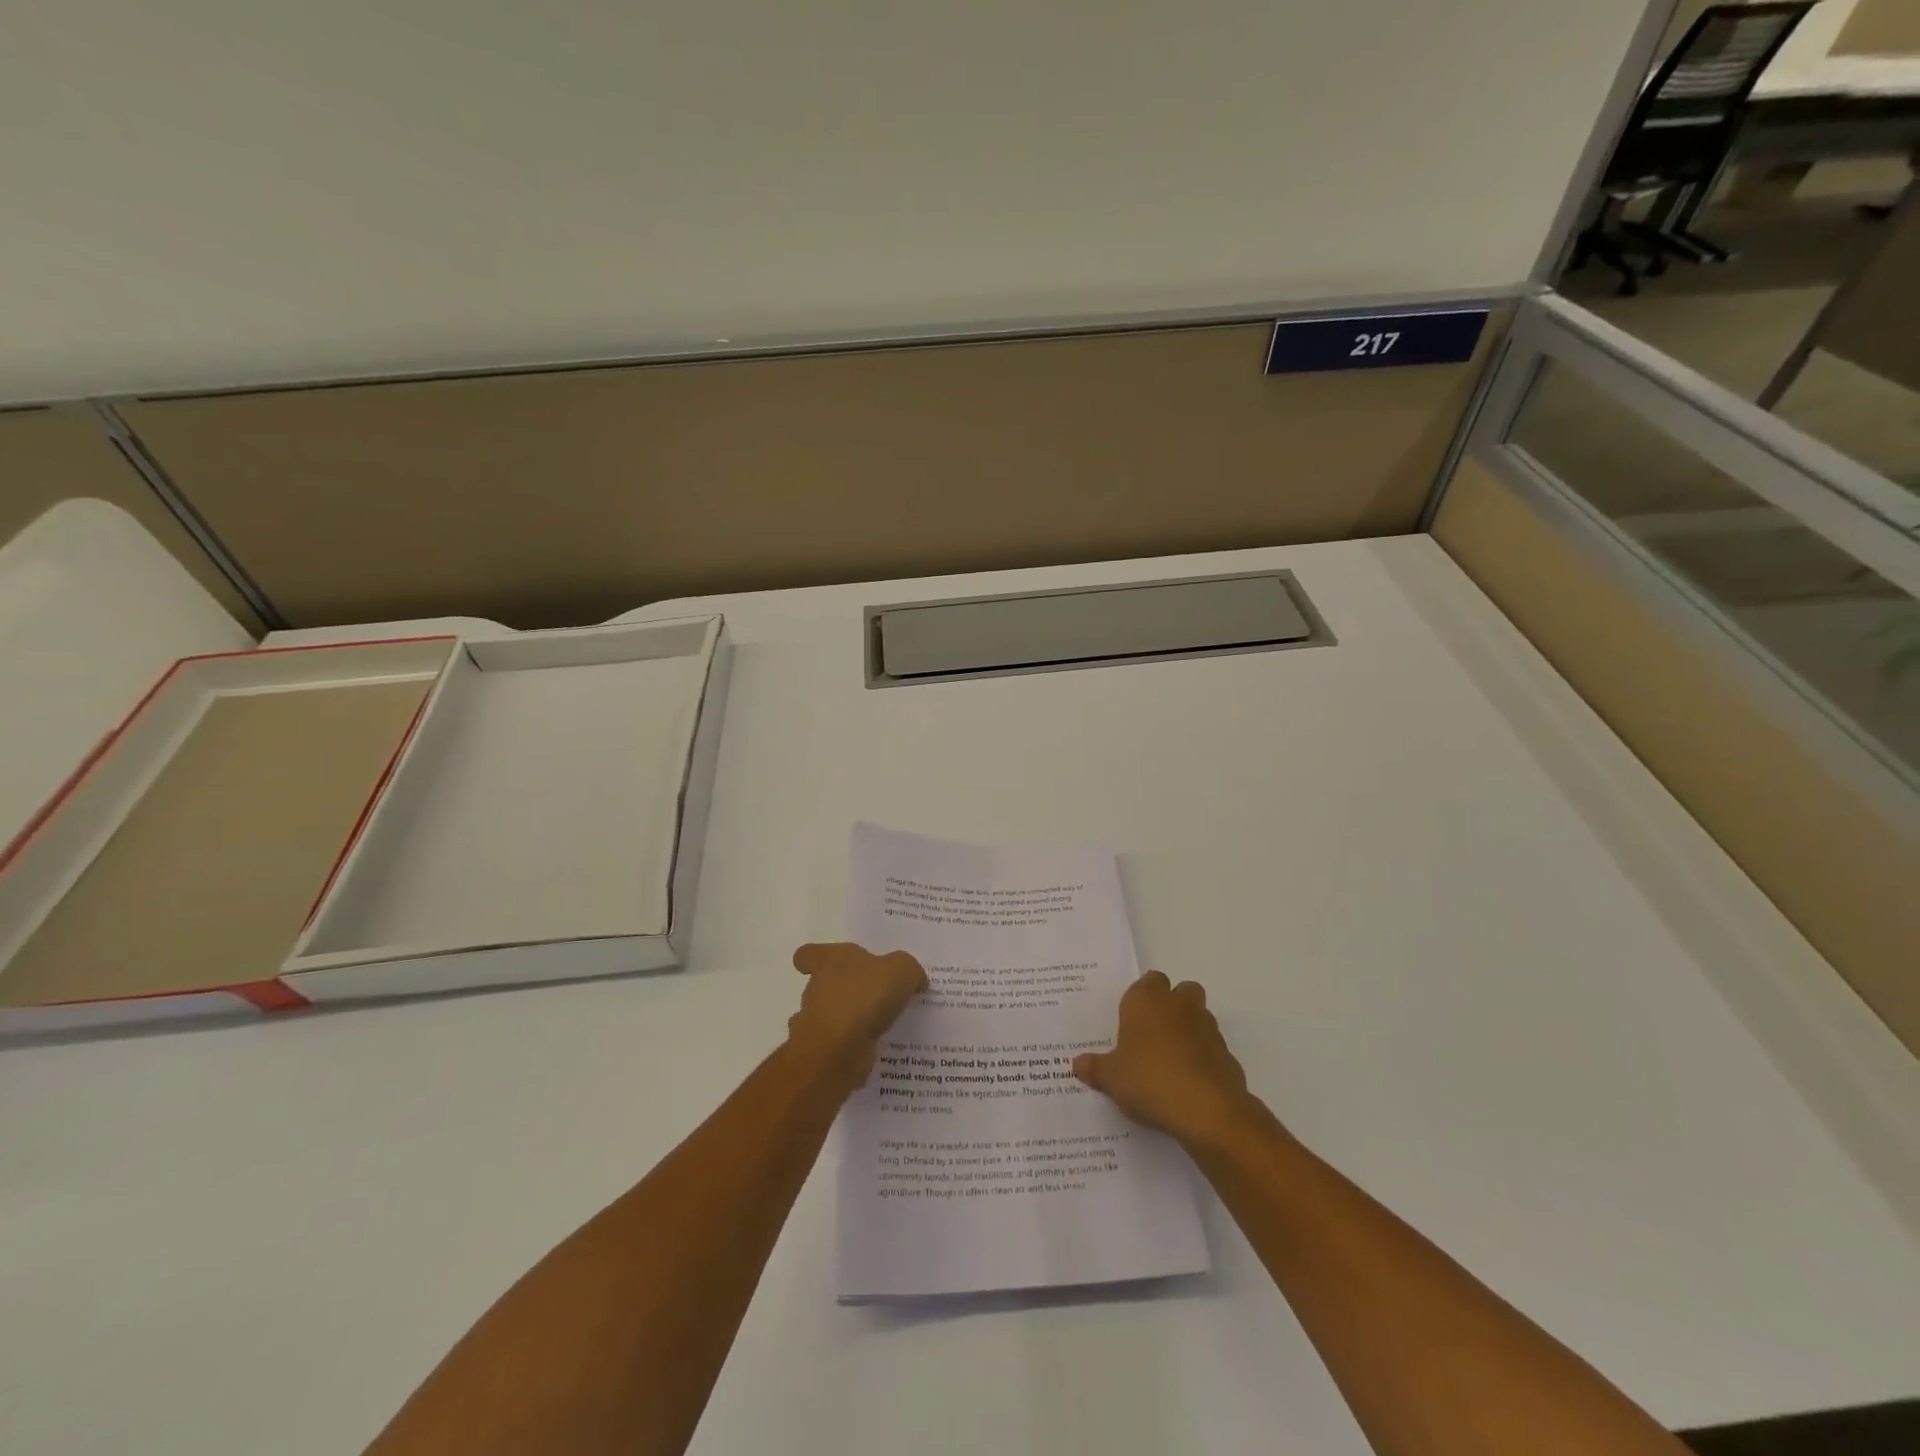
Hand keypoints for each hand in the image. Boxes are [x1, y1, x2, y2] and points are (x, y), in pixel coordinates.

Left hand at [788, 942, 927, 1091]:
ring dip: (851, 1020)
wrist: (839, 1049)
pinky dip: (853, 1047)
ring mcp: (816, 1022)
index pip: (809, 955)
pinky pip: (840, 1045)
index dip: (814, 959)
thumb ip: (909, 969)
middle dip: (846, 991)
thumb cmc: (865, 996)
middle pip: (825, 985)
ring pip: (831, 1016)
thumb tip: (914, 979)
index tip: (829, 965)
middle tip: (876, 996)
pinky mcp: (823, 1051)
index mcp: (831, 961)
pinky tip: (877, 1049)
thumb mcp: (901, 970)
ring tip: (883, 1025)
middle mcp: (818, 988)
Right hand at [1074, 971, 1260, 1148]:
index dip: (1141, 998)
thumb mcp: (1111, 1078)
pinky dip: (1203, 1059)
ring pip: (1199, 1017)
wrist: (1206, 1110)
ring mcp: (1208, 1028)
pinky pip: (1212, 1049)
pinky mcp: (1228, 1055)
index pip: (1148, 981)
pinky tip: (1189, 1084)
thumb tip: (1077, 1064)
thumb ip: (1095, 1068)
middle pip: (1181, 991)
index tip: (1131, 1021)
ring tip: (1170, 1062)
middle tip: (1153, 1035)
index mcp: (1148, 1000)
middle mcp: (1180, 1005)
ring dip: (1189, 1031)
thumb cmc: (1149, 1080)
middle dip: (1172, 1006)